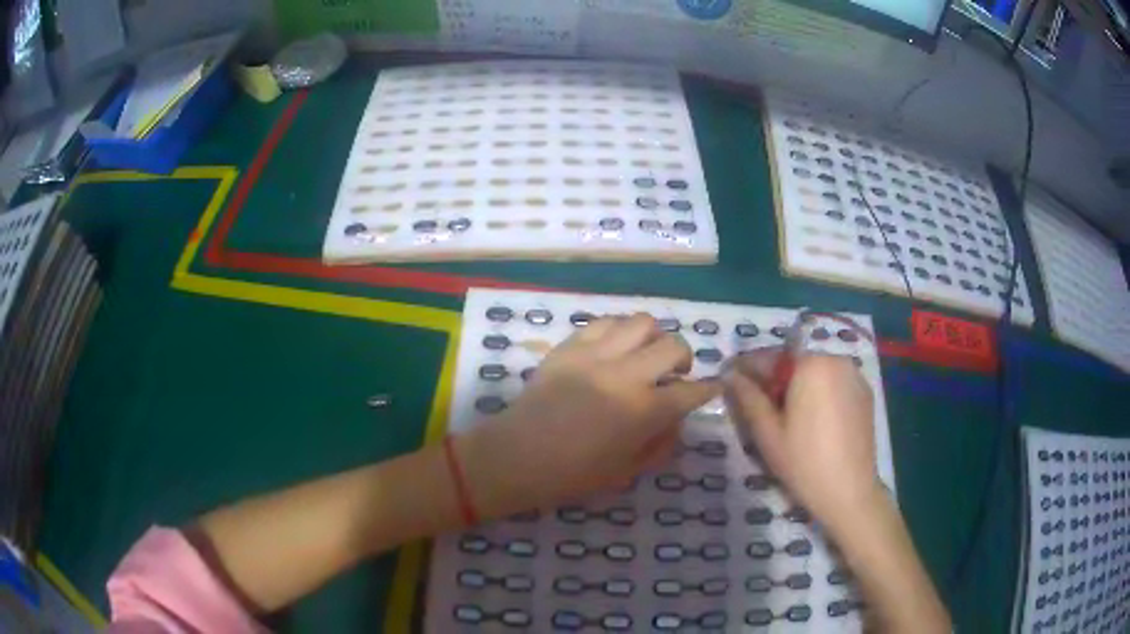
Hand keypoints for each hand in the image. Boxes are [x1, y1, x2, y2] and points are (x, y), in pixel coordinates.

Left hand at [456, 313, 719, 520]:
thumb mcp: (627, 471)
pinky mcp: (571, 345)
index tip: (710, 388)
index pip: (691, 391)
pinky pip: (605, 322)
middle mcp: (626, 374)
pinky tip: (615, 348)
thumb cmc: (573, 474)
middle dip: (684, 359)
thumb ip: (661, 444)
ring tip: (644, 355)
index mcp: (643, 411)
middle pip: (673, 346)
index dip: (707, 390)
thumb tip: (676, 421)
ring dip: (653, 338)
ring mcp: (596, 354)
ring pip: (641, 323)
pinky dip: (619, 331)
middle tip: (674, 374)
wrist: (517, 455)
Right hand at [724, 350, 883, 533]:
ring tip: (788, 420)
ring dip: (798, 389)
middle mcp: (836, 360)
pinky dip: (820, 396)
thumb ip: (748, 398)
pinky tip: (814, 424)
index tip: (730, 381)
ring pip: (815, 374)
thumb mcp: (767, 432)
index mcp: (811, 365)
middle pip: (795, 364)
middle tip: (760, 409)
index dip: (747, 370)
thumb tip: (730, 374)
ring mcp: (855, 376)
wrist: (849, 492)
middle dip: (776, 382)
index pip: (771, 358)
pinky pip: (834, 385)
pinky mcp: (865, 394)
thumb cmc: (804, 462)